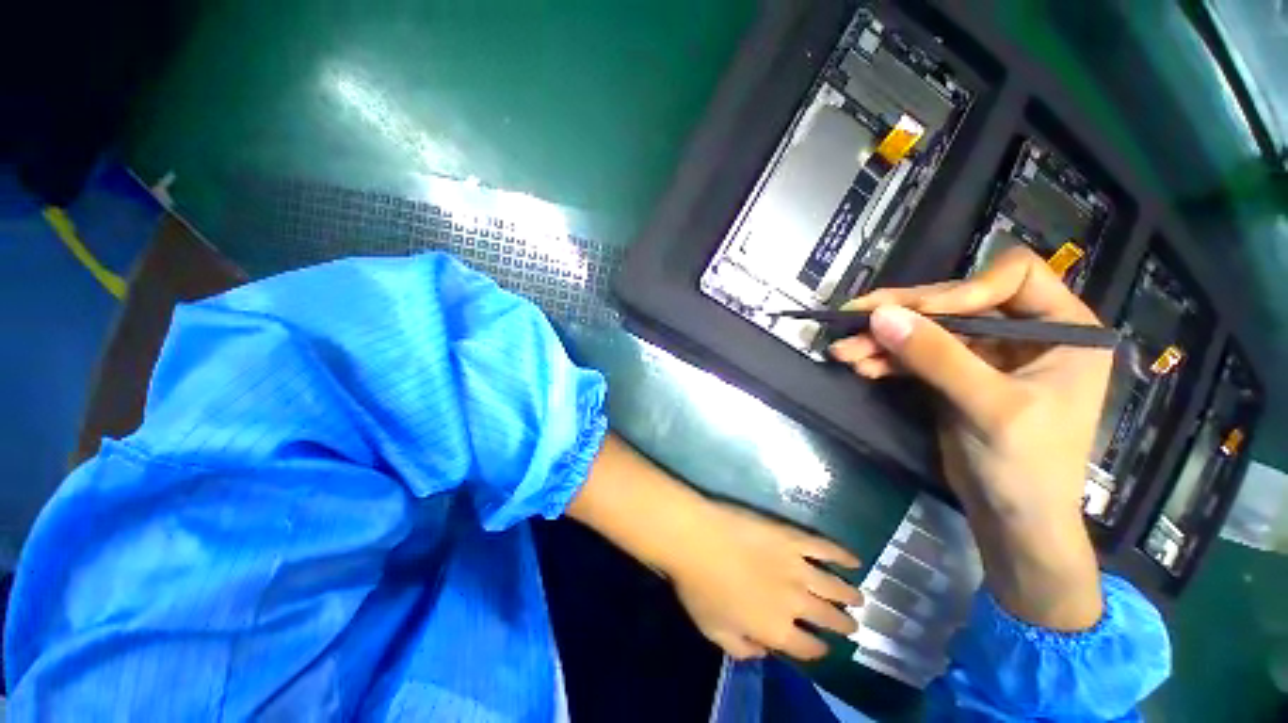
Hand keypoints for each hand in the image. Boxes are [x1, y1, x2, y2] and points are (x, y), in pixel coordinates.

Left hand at [567, 434, 862, 660]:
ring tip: (860, 598)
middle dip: (842, 624)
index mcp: (776, 629)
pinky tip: (854, 560)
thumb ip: (741, 648)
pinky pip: (824, 548)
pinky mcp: (792, 537)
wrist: (696, 539)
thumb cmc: (699, 586)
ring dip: (849, 594)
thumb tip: (764, 652)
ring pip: (833, 586)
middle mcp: (795, 603)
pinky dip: (842, 555)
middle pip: (827, 618)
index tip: (824, 647)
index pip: (807, 647)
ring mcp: (797, 567)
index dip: (818, 649)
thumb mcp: (714, 630)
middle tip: (853, 625)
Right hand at [829, 246, 1110, 629]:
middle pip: (955, 301)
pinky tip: (861, 366)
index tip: (920, 314)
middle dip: (902, 314)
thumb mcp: (988, 407)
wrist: (1011, 519)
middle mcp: (1022, 332)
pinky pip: (914, 353)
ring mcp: (983, 353)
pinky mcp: (953, 373)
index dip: (964, 288)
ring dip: (882, 339)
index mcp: (1060, 329)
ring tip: (843, 351)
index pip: (1013, 276)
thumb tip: (879, 315)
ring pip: (926, 329)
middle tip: (853, 319)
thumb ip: (936, 357)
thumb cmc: (1027, 466)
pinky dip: (885, 359)